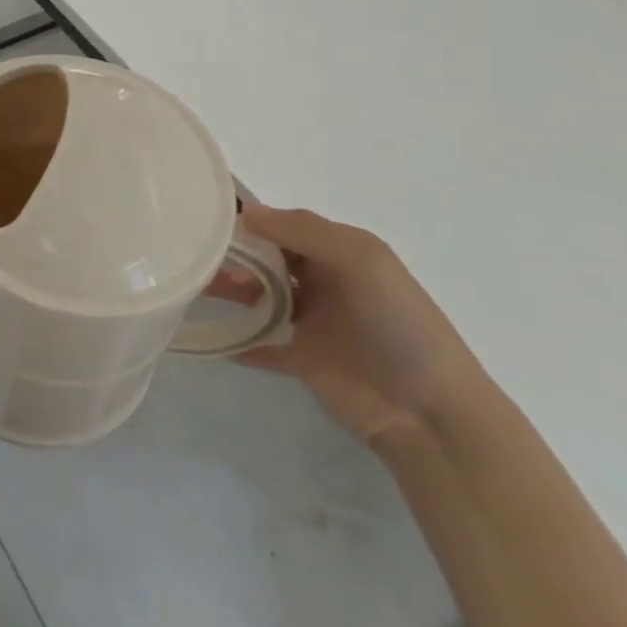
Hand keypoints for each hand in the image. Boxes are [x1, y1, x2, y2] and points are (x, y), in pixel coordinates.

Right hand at [209, 205, 488, 446]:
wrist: (431, 413)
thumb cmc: (398, 323)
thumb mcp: (361, 260)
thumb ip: (304, 231)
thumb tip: (247, 213)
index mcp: (339, 252)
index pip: (285, 226)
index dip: (251, 220)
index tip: (208, 217)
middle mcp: (323, 281)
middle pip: (268, 258)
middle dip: (234, 253)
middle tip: (198, 256)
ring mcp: (312, 322)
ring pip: (259, 297)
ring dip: (230, 289)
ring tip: (196, 287)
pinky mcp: (303, 360)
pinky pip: (262, 345)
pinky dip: (238, 340)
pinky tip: (211, 335)